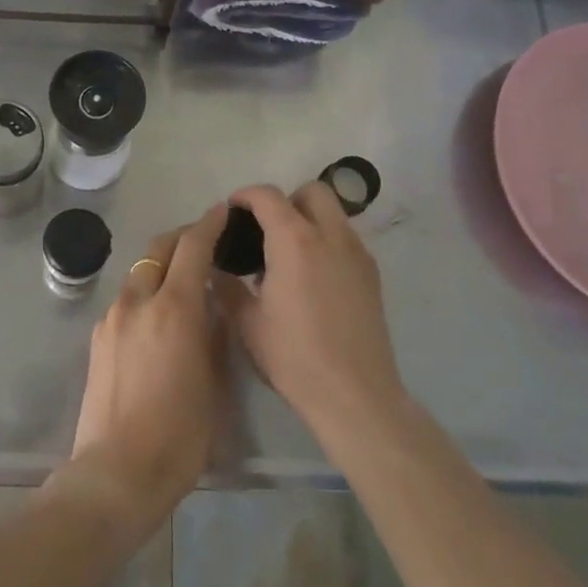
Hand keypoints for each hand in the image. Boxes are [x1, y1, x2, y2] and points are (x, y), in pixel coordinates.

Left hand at [64, 205, 229, 542]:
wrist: (117, 472)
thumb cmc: (180, 435)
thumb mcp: (215, 383)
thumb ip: (215, 335)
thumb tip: (214, 309)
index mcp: (174, 308)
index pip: (193, 247)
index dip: (210, 224)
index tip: (224, 211)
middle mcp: (138, 300)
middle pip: (160, 248)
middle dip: (183, 237)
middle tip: (206, 243)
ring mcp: (112, 317)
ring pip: (140, 272)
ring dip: (162, 266)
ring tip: (183, 284)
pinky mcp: (98, 337)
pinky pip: (126, 300)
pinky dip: (145, 293)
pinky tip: (157, 320)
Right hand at [217, 182, 404, 435]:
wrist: (355, 396)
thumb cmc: (294, 357)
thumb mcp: (247, 323)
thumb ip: (227, 286)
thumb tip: (216, 268)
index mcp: (294, 241)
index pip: (268, 196)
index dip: (245, 196)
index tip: (231, 211)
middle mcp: (330, 235)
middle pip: (311, 191)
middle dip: (285, 200)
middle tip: (265, 230)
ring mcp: (356, 253)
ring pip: (333, 213)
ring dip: (308, 219)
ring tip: (287, 256)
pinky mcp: (372, 274)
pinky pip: (345, 239)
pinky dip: (325, 241)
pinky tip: (311, 278)